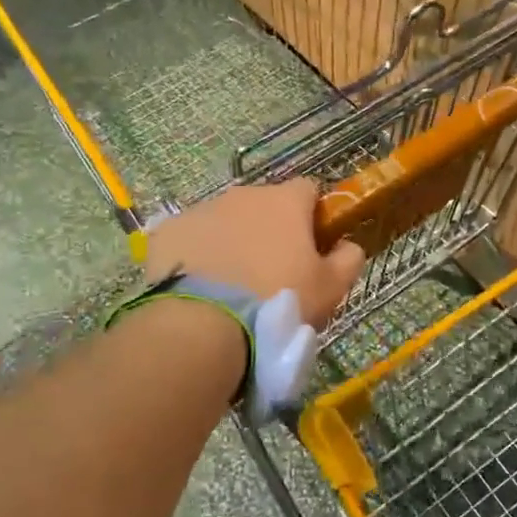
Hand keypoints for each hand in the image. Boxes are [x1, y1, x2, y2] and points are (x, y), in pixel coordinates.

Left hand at [144, 179, 363, 330]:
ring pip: (225, 220)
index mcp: (286, 201)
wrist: (204, 325)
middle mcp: (243, 195)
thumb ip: (348, 259)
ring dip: (233, 241)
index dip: (313, 216)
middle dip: (270, 230)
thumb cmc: (279, 302)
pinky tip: (200, 287)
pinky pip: (191, 238)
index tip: (313, 246)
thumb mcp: (331, 288)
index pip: (309, 190)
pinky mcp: (168, 232)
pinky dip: (198, 255)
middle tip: (272, 273)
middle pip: (264, 205)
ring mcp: (202, 210)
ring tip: (232, 286)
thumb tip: (349, 245)